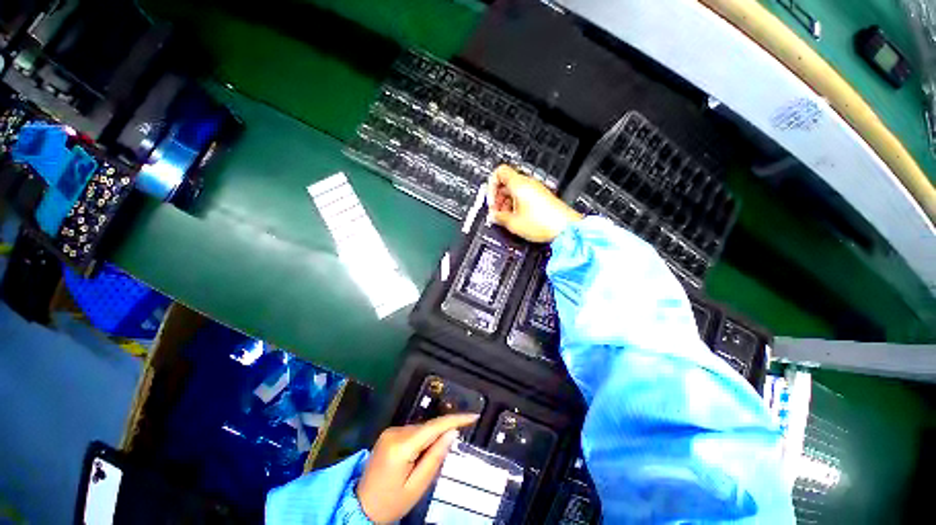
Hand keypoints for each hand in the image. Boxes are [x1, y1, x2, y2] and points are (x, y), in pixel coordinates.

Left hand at [356, 414, 479, 522]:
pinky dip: (422, 439)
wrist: (361, 507)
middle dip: (442, 433)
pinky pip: (413, 431)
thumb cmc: (391, 502)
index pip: (434, 427)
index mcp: (401, 446)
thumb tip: (452, 432)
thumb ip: (435, 457)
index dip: (455, 419)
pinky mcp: (388, 434)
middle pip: (427, 427)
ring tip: (427, 461)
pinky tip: (419, 455)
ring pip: (421, 428)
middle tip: (452, 448)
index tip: (473, 416)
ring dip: (431, 437)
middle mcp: (395, 432)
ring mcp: (390, 431)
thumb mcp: (417, 486)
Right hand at [487, 165, 582, 242]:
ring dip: (506, 203)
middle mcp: (528, 183)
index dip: (490, 185)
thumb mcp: (513, 223)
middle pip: (506, 183)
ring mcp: (536, 190)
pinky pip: (524, 196)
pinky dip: (516, 205)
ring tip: (505, 217)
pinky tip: (516, 218)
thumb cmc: (544, 223)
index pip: (499, 172)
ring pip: (514, 190)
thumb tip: (493, 216)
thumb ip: (498, 217)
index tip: (491, 200)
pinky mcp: (541, 198)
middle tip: (496, 212)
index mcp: (519, 184)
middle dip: (498, 197)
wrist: (565, 229)